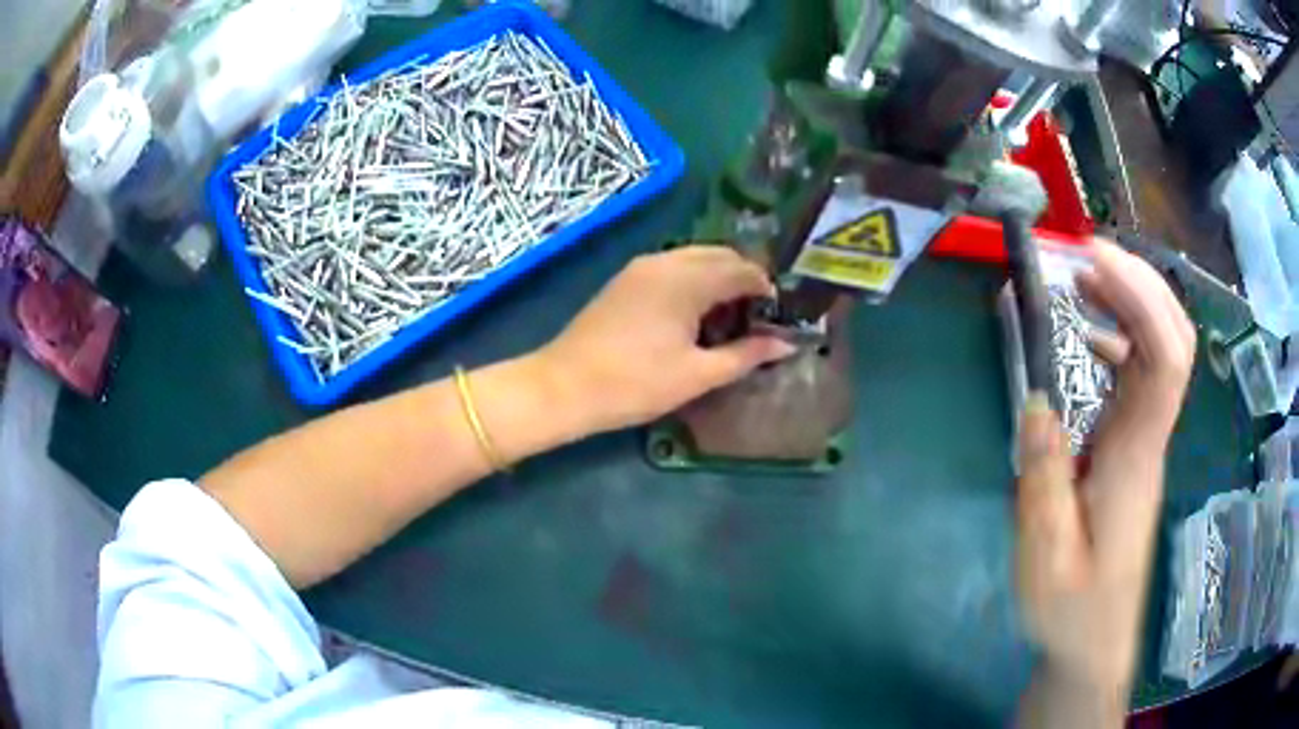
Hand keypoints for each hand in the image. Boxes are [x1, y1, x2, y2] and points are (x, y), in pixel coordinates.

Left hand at [536, 246, 796, 432]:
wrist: (564, 386)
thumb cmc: (636, 383)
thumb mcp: (698, 374)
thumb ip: (746, 355)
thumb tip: (786, 344)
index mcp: (687, 279)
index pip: (741, 268)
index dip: (765, 287)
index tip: (779, 313)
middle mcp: (666, 261)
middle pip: (719, 255)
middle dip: (743, 277)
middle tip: (757, 314)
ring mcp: (641, 268)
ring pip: (694, 258)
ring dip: (718, 277)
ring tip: (730, 316)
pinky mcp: (625, 280)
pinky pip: (673, 267)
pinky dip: (694, 280)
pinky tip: (695, 313)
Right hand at [1017, 241, 1195, 702]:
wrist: (1095, 641)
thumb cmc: (1070, 608)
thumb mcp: (1043, 554)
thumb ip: (1043, 477)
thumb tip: (1038, 400)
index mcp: (1135, 457)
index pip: (1165, 359)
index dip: (1141, 297)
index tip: (1096, 259)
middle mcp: (1150, 437)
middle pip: (1174, 340)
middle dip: (1140, 284)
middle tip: (1088, 254)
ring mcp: (1146, 440)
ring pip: (1161, 351)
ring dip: (1131, 303)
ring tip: (1083, 280)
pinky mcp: (1135, 448)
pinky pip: (1141, 376)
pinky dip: (1120, 338)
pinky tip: (1088, 337)